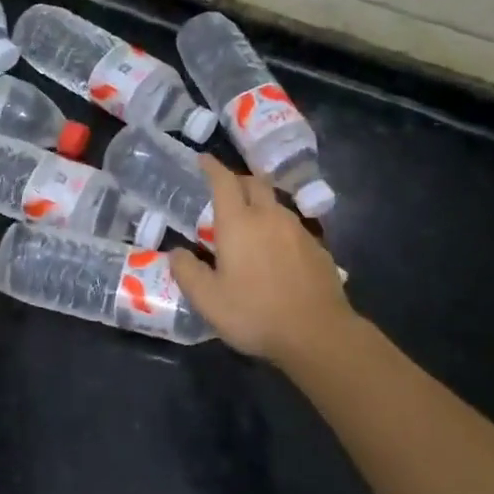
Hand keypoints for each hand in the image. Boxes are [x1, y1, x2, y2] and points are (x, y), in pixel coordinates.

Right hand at [169, 155, 352, 363]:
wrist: (318, 334)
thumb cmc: (255, 313)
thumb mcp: (208, 300)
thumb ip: (187, 272)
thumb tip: (175, 252)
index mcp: (239, 223)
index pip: (223, 181)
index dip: (212, 167)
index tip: (203, 160)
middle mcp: (269, 217)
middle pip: (254, 183)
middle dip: (237, 180)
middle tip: (224, 191)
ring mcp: (298, 230)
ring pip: (275, 204)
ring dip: (259, 204)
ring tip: (248, 223)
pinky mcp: (318, 248)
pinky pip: (292, 226)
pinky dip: (277, 228)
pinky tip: (275, 251)